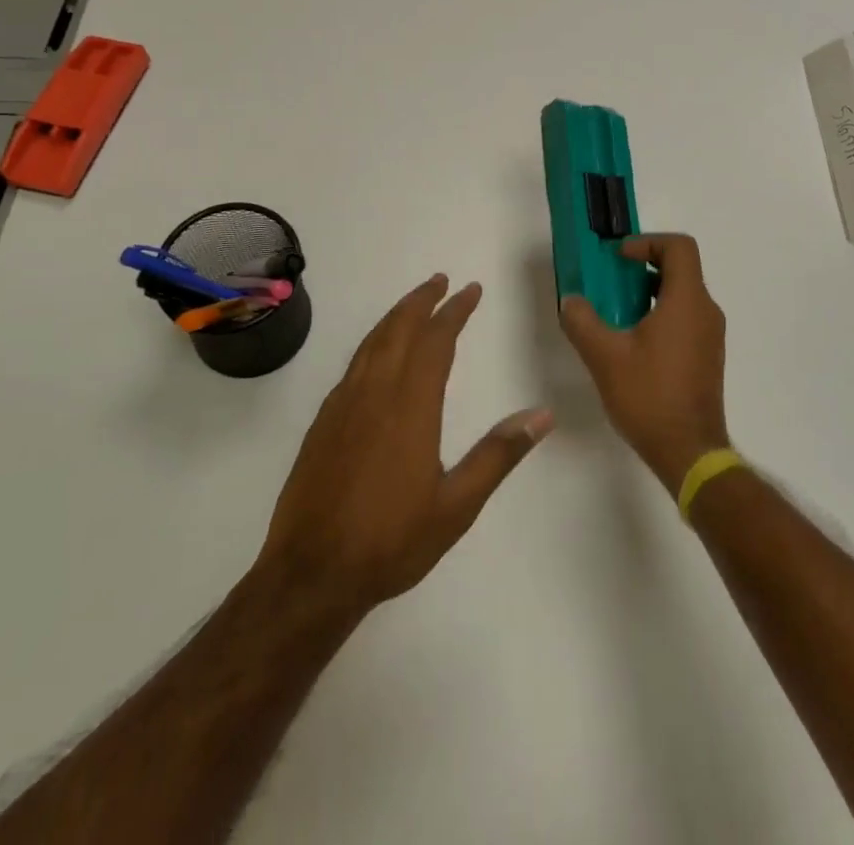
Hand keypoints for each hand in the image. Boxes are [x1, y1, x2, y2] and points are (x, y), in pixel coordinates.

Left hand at [255, 275, 553, 614]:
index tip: (471, 290)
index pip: (436, 342)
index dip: (455, 311)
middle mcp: (375, 393)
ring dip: (395, 316)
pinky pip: (353, 364)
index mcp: (410, 407)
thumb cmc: (391, 541)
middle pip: (399, 330)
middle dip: (422, 301)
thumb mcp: (457, 506)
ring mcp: (343, 405)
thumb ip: (498, 455)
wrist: (311, 574)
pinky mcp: (323, 421)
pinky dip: (373, 343)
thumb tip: (542, 415)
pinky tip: (378, 354)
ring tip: (414, 304)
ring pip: (372, 343)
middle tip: (441, 281)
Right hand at [559, 233, 729, 493]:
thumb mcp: (604, 356)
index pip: (679, 247)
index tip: (619, 259)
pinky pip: (685, 319)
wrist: (689, 453)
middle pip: (681, 268)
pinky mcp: (708, 357)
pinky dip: (660, 315)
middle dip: (643, 267)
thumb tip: (571, 301)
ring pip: (682, 295)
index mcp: (687, 301)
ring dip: (650, 293)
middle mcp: (706, 311)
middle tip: (610, 282)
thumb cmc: (649, 397)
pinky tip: (633, 343)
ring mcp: (711, 336)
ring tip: (616, 313)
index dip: (648, 242)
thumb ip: (582, 321)